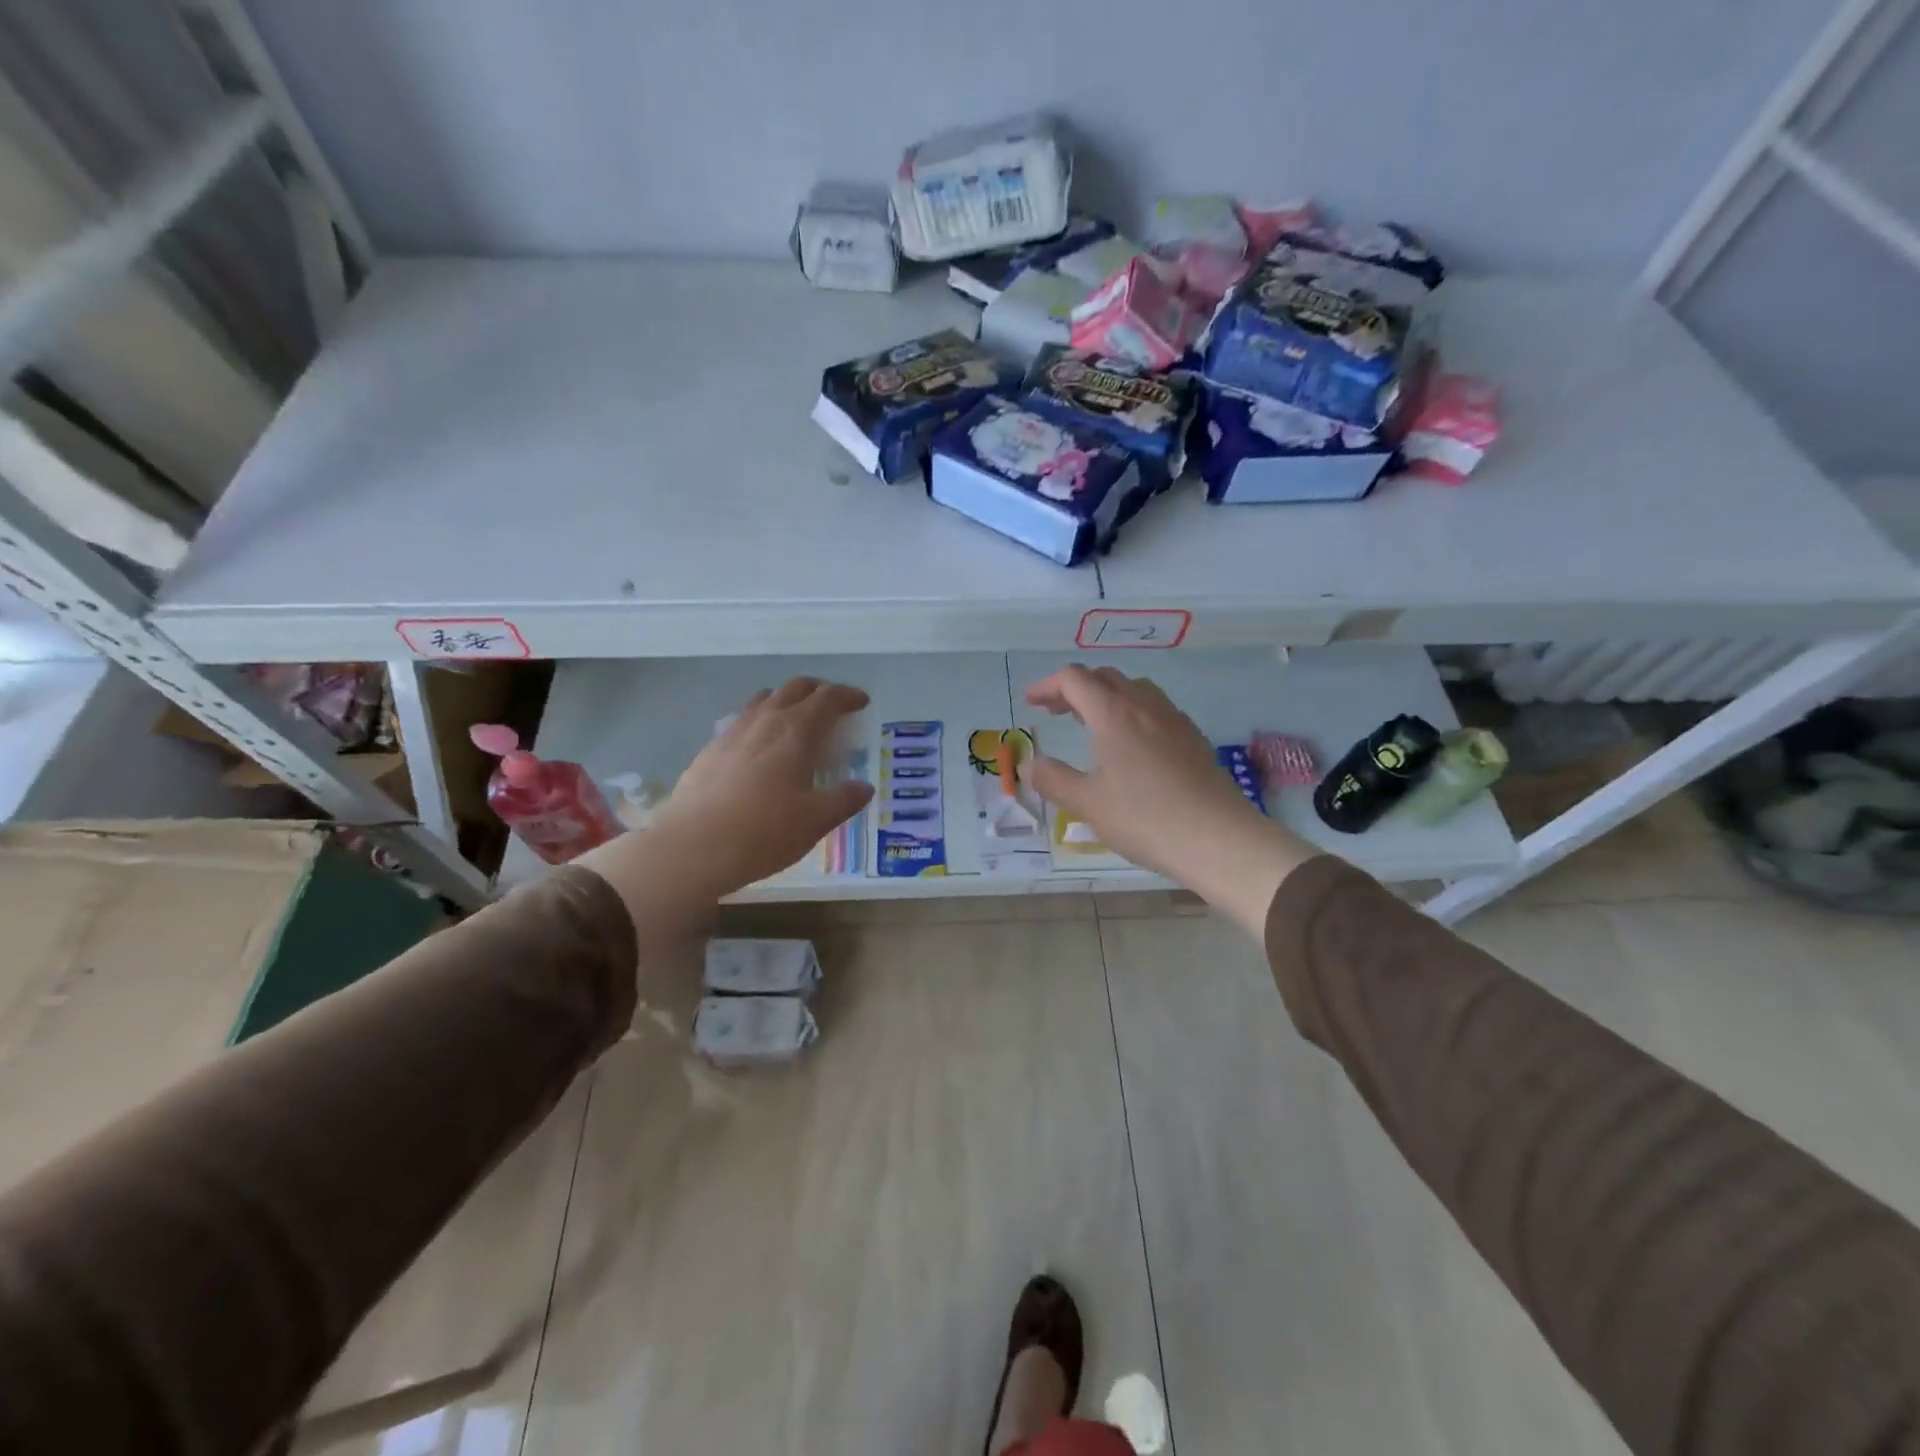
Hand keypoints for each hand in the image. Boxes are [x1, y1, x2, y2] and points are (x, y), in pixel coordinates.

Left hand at [654, 677, 872, 893]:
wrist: (693, 847)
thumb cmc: (764, 832)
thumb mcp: (815, 821)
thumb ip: (844, 800)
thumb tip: (863, 788)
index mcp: (796, 731)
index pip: (828, 698)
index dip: (848, 695)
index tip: (861, 702)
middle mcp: (765, 720)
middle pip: (795, 688)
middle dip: (819, 690)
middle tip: (833, 706)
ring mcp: (733, 732)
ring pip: (764, 699)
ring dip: (786, 701)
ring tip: (796, 721)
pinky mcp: (710, 749)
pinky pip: (742, 720)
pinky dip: (760, 722)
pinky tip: (759, 748)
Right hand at [1024, 665, 1315, 934]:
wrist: (1218, 838)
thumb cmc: (1145, 818)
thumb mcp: (1088, 803)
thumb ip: (1053, 779)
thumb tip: (1030, 763)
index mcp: (1113, 714)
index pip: (1074, 679)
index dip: (1047, 685)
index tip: (1031, 703)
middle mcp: (1144, 705)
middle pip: (1104, 677)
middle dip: (1074, 688)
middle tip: (1055, 711)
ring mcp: (1174, 719)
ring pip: (1133, 689)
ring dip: (1105, 696)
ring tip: (1090, 723)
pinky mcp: (1193, 737)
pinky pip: (1155, 708)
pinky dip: (1131, 711)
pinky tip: (1131, 744)